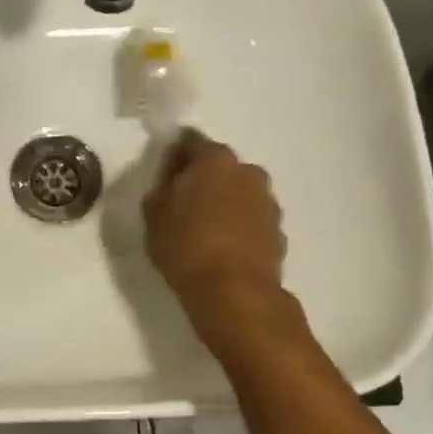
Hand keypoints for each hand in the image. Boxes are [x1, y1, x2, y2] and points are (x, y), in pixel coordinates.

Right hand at [143, 129, 286, 315]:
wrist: (234, 293)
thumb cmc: (185, 245)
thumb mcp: (153, 211)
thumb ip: (163, 181)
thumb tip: (175, 168)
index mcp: (215, 159)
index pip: (192, 141)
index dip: (177, 155)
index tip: (166, 175)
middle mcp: (248, 171)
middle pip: (221, 166)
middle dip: (204, 178)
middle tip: (184, 204)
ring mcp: (268, 202)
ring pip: (240, 192)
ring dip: (225, 202)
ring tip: (206, 230)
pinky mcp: (279, 232)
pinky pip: (252, 219)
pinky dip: (240, 226)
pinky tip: (225, 248)